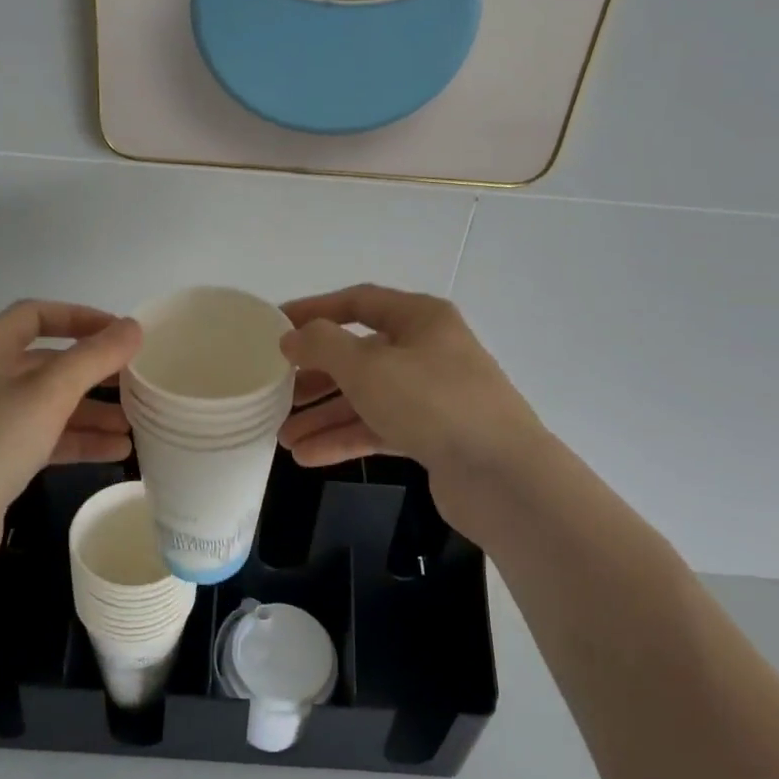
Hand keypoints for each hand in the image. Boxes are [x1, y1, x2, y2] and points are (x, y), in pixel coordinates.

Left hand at [0, 301, 140, 589]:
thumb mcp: (49, 392)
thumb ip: (94, 357)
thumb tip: (133, 327)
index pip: (37, 314)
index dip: (81, 317)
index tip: (121, 332)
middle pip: (49, 362)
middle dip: (95, 370)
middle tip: (137, 379)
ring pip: (51, 403)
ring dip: (93, 410)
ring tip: (136, 421)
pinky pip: (47, 437)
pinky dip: (80, 440)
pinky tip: (117, 450)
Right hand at [278, 284, 550, 536]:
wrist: (502, 475)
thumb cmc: (432, 402)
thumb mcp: (367, 366)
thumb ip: (322, 345)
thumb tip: (292, 337)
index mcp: (419, 318)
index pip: (357, 302)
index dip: (314, 310)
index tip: (276, 325)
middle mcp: (427, 350)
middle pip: (359, 354)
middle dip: (315, 375)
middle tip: (276, 391)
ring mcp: (432, 395)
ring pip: (367, 397)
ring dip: (324, 414)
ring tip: (283, 436)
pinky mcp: (434, 435)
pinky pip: (379, 428)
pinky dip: (345, 439)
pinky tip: (307, 457)